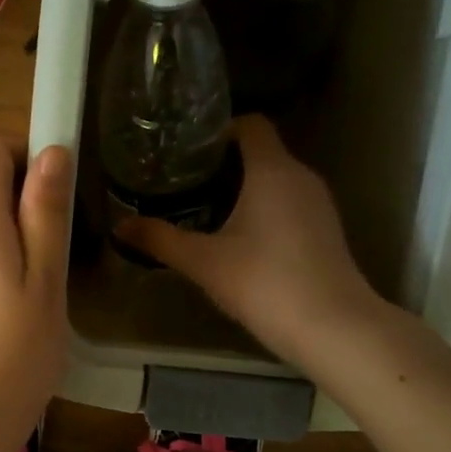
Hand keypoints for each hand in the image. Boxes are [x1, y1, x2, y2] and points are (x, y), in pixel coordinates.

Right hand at [115, 116, 377, 365]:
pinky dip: (264, 211)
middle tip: (185, 183)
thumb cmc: (263, 282)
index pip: (251, 124)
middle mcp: (301, 177)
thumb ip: (160, 240)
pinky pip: (289, 205)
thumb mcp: (203, 262)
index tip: (188, 151)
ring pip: (277, 181)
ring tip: (205, 210)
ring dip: (244, 189)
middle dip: (224, 164)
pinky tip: (240, 240)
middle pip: (262, 153)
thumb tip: (119, 227)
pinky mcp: (326, 231)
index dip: (220, 130)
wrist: (331, 327)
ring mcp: (319, 205)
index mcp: (272, 170)